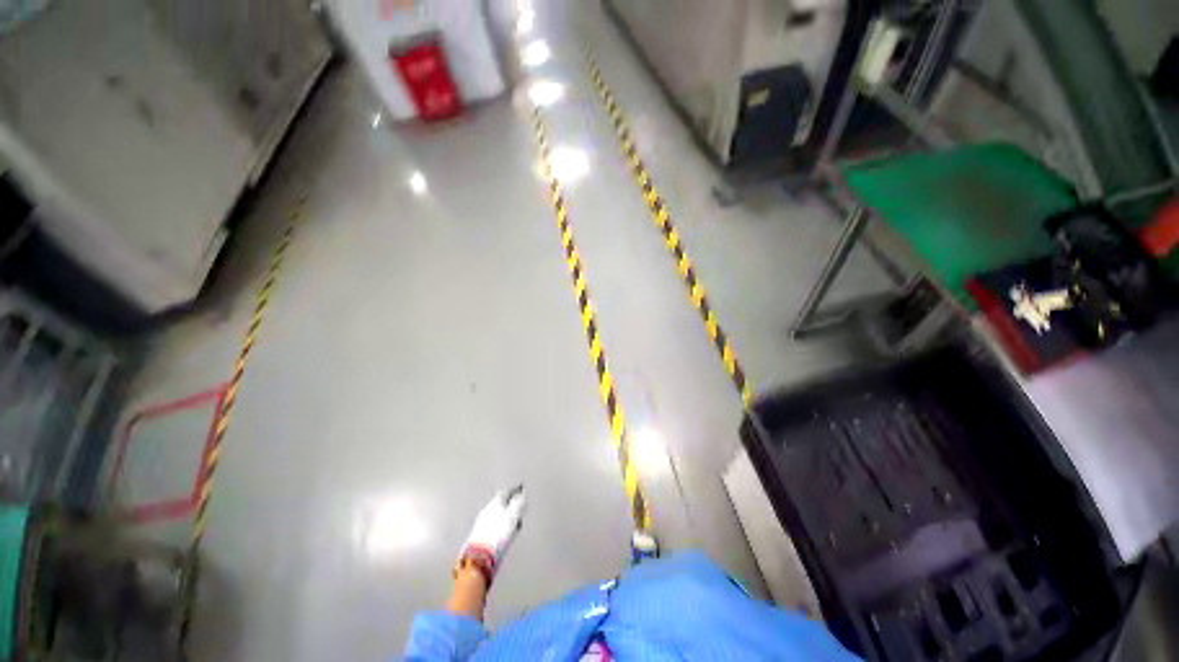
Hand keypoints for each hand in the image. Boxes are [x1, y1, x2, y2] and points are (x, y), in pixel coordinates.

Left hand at [457, 485, 526, 582]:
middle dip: (510, 504)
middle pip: (501, 503)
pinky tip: (504, 533)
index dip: (515, 491)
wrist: (479, 557)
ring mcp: (481, 523)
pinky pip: (492, 526)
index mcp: (495, 502)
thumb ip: (520, 502)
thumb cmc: (498, 535)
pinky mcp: (479, 536)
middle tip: (519, 505)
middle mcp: (487, 509)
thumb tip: (523, 494)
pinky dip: (500, 526)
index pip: (507, 491)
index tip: (522, 490)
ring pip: (497, 514)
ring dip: (505, 516)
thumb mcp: (513, 516)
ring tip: (514, 522)